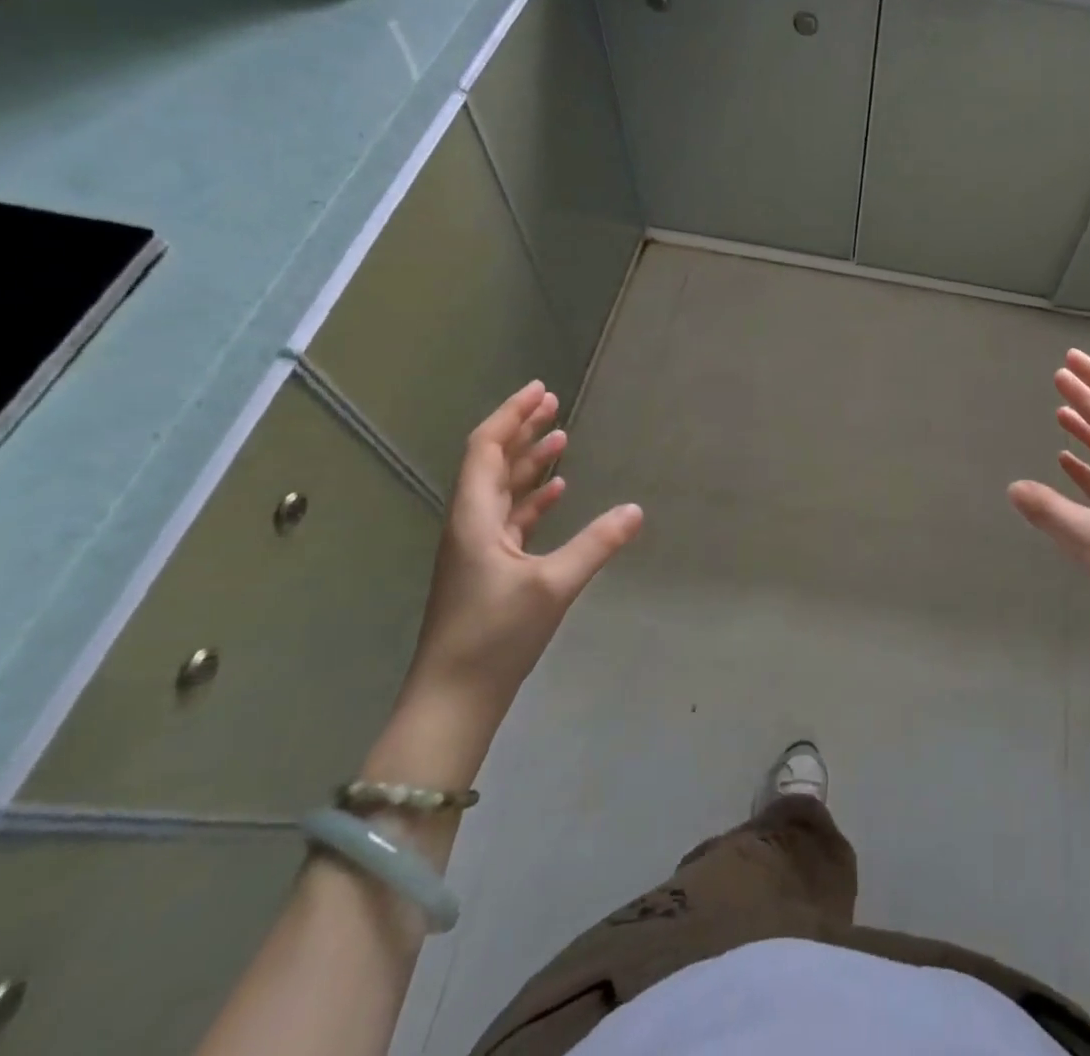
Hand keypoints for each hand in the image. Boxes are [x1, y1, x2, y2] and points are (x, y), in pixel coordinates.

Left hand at [401, 381, 642, 729]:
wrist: (452, 700)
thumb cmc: (495, 636)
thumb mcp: (553, 586)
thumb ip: (596, 545)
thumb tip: (636, 511)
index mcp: (474, 518)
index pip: (486, 449)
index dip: (511, 415)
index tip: (541, 390)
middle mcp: (470, 524)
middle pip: (493, 463)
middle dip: (522, 430)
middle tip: (554, 403)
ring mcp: (476, 549)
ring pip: (503, 490)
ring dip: (530, 462)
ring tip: (560, 438)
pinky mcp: (487, 570)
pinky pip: (511, 518)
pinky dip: (533, 499)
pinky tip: (557, 492)